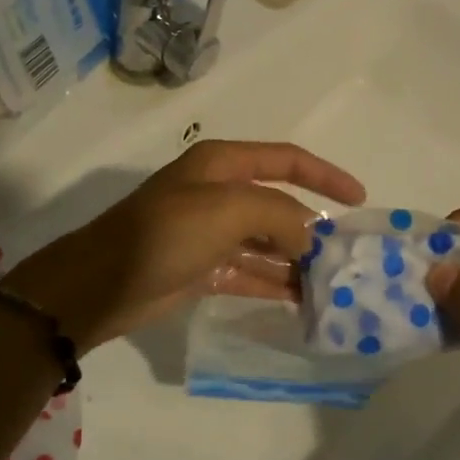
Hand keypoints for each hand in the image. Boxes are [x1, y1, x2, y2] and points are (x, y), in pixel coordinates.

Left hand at [1, 140, 364, 349]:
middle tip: (349, 255)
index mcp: (223, 165)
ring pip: (268, 243)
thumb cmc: (166, 232)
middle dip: (313, 227)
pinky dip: (276, 283)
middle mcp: (219, 194)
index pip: (286, 159)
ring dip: (298, 260)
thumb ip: (280, 216)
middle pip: (279, 205)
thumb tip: (311, 238)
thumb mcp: (228, 210)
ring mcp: (212, 234)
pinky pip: (251, 272)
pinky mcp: (205, 269)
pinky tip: (304, 301)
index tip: (358, 199)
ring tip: (334, 284)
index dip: (324, 174)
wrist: (101, 284)